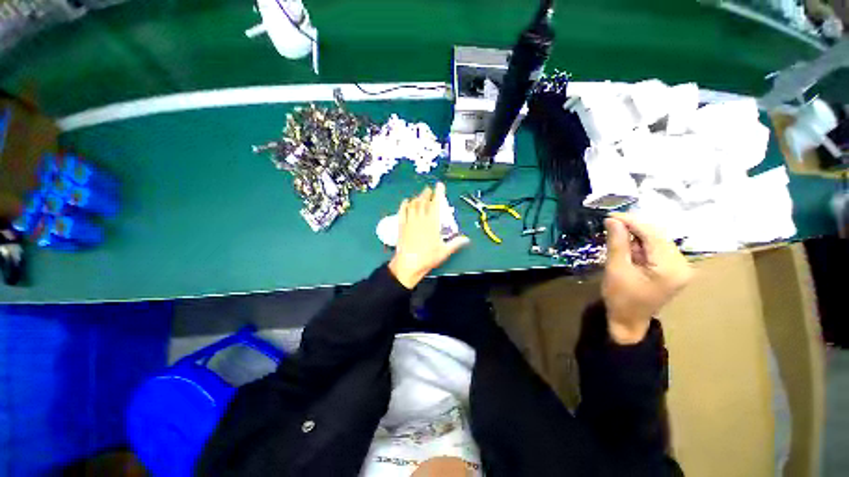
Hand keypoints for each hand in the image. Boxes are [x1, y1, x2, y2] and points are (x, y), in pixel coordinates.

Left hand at [388, 183, 469, 288]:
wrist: (408, 264)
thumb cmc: (427, 258)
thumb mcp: (444, 251)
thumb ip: (456, 243)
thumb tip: (466, 239)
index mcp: (432, 223)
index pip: (436, 203)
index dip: (438, 193)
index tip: (439, 185)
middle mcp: (420, 219)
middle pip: (423, 201)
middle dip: (426, 193)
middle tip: (429, 190)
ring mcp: (410, 221)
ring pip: (413, 204)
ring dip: (417, 198)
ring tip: (420, 195)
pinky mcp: (401, 226)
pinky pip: (402, 211)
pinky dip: (404, 204)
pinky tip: (406, 202)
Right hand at [602, 213, 692, 343]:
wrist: (628, 320)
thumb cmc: (620, 298)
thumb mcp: (616, 269)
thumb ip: (617, 243)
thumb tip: (612, 220)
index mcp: (671, 268)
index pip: (653, 236)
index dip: (632, 222)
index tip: (611, 215)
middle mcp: (682, 265)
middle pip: (658, 236)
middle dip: (634, 228)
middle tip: (611, 223)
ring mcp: (680, 267)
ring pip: (657, 241)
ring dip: (637, 236)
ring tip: (617, 234)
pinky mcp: (674, 269)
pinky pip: (657, 249)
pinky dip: (641, 244)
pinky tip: (628, 245)